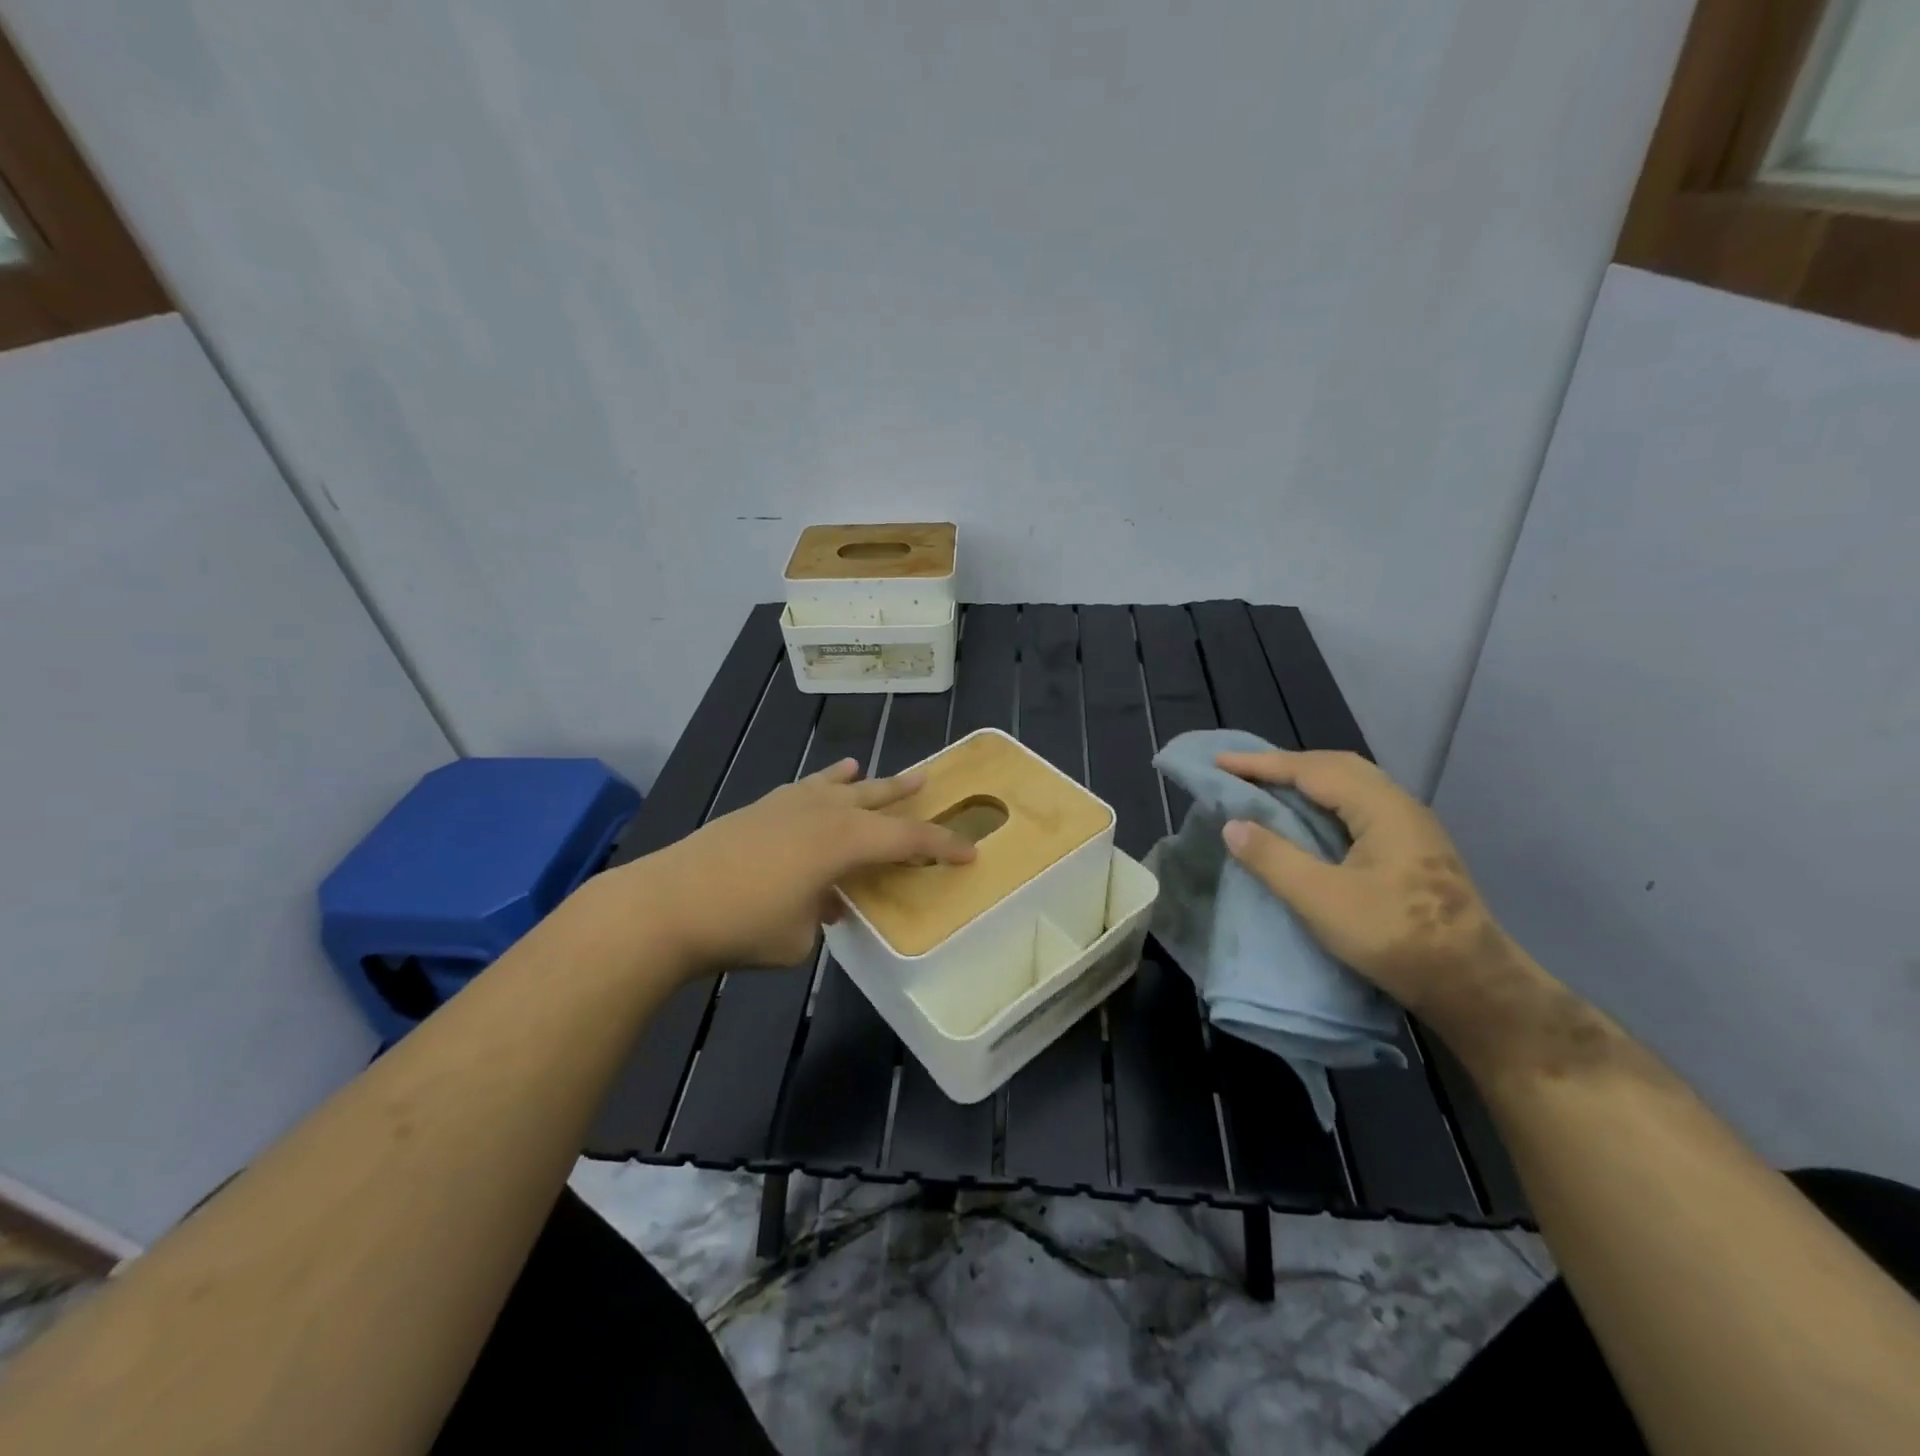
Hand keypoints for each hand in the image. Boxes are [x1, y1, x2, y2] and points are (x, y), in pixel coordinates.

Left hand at [626, 758, 975, 970]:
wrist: (667, 903)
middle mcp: (824, 812)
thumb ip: (823, 915)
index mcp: (845, 842)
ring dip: (867, 782)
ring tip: (880, 774)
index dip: (943, 846)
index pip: (908, 839)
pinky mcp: (760, 808)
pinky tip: (827, 781)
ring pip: (840, 785)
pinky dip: (824, 783)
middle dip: (907, 793)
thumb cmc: (744, 926)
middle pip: (878, 798)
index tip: (969, 853)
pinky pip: (806, 788)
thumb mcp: (801, 938)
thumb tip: (824, 901)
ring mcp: (789, 804)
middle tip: (931, 782)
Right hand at [1214, 749, 1522, 1026]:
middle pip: (1336, 766)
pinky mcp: (1414, 850)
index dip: (1263, 764)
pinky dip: (1324, 801)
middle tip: (1243, 772)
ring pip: (1351, 785)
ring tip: (1269, 789)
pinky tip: (1311, 819)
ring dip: (1307, 781)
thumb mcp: (1322, 900)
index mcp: (1381, 808)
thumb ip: (1273, 858)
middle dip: (1286, 765)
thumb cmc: (1395, 938)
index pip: (1312, 769)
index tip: (1220, 762)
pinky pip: (1359, 806)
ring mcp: (1412, 828)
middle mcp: (1400, 806)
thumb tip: (1232, 824)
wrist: (1473, 986)